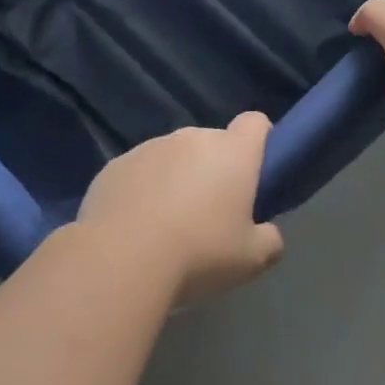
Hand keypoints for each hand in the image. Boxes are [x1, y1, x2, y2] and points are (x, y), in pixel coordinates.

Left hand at [76, 113, 284, 305]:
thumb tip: (268, 233)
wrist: (120, 260)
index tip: (255, 172)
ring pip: (173, 157)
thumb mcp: (251, 259)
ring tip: (168, 225)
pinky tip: (136, 227)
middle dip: (215, 169)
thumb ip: (270, 240)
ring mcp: (149, 147)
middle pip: (212, 143)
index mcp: (232, 152)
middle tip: (212, 214)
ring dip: (177, 179)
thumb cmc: (199, 253)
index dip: (259, 141)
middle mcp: (192, 138)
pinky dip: (142, 191)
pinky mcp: (115, 165)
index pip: (255, 123)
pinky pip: (139, 172)